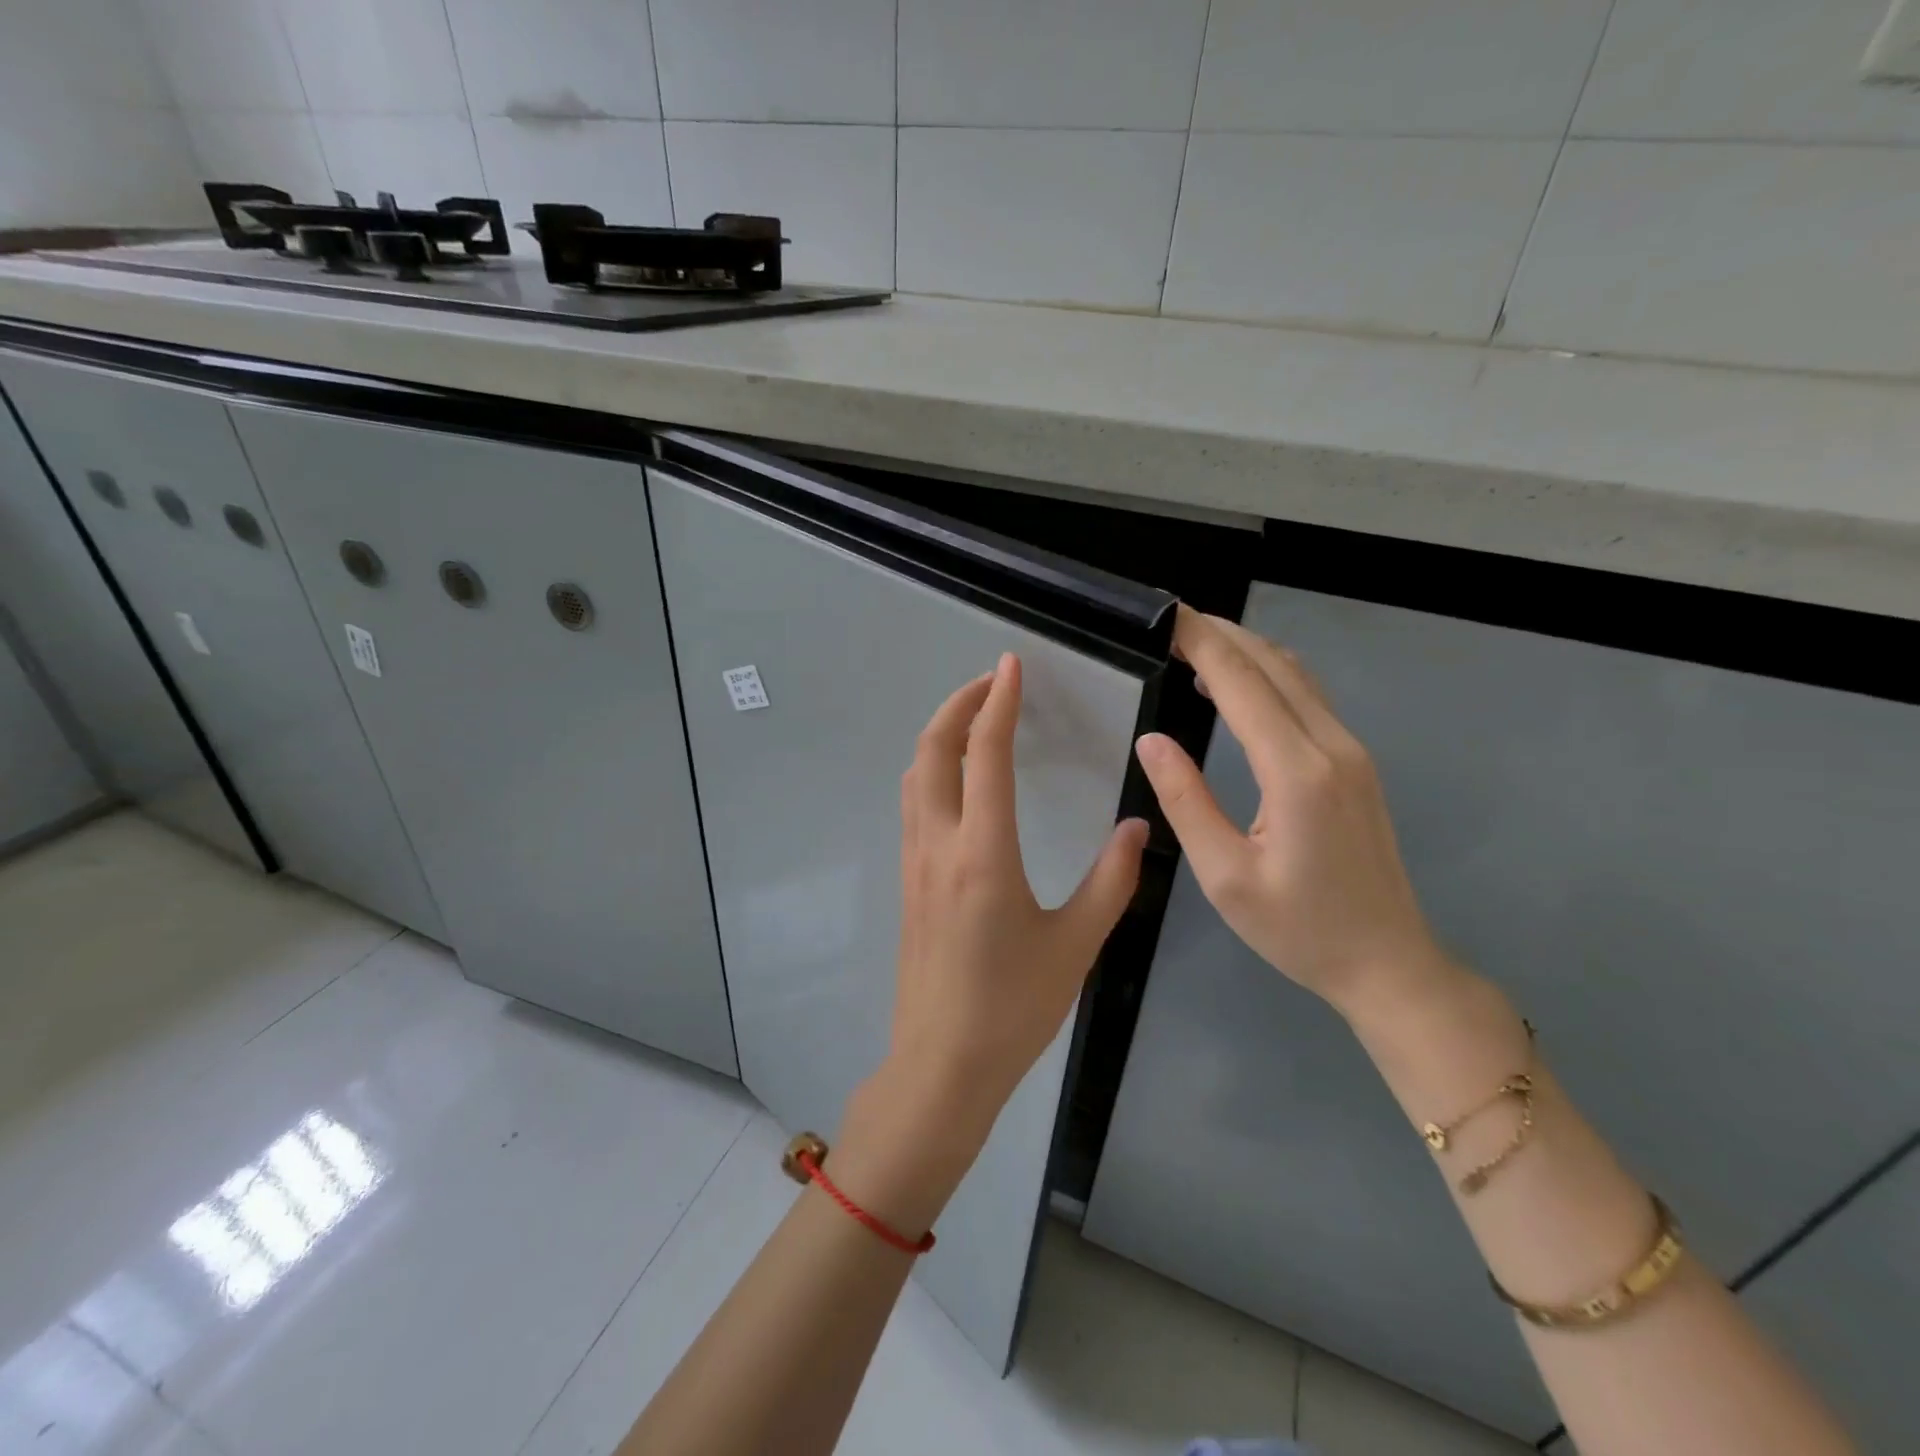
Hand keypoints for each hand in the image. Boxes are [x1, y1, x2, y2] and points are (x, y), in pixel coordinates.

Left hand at [888, 652, 1148, 1123]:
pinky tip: (958, 779)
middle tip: (992, 682)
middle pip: (932, 751)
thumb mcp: (1076, 945)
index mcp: (983, 853)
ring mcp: (915, 862)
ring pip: (915, 776)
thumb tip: (1136, 828)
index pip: (986, 755)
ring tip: (974, 719)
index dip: (999, 702)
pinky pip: (914, 804)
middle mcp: (940, 845)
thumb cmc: (1013, 1008)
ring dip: (940, 734)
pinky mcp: (908, 881)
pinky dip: (932, 769)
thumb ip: (1111, 881)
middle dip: (958, 705)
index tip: (1011, 665)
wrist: (942, 1063)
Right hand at [1134, 608, 1447, 1014]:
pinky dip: (1269, 676)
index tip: (1166, 617)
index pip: (1243, 683)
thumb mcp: (1224, 875)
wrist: (1388, 964)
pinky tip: (1238, 689)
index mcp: (1297, 772)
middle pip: (1274, 664)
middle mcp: (1332, 747)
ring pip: (1297, 676)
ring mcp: (1352, 753)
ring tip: (1197, 646)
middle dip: (1222, 635)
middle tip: (1172, 624)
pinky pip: (1309, 699)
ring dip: (1247, 651)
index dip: (1202, 643)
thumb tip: (1151, 740)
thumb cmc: (1298, 929)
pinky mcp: (1356, 765)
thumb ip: (1187, 800)